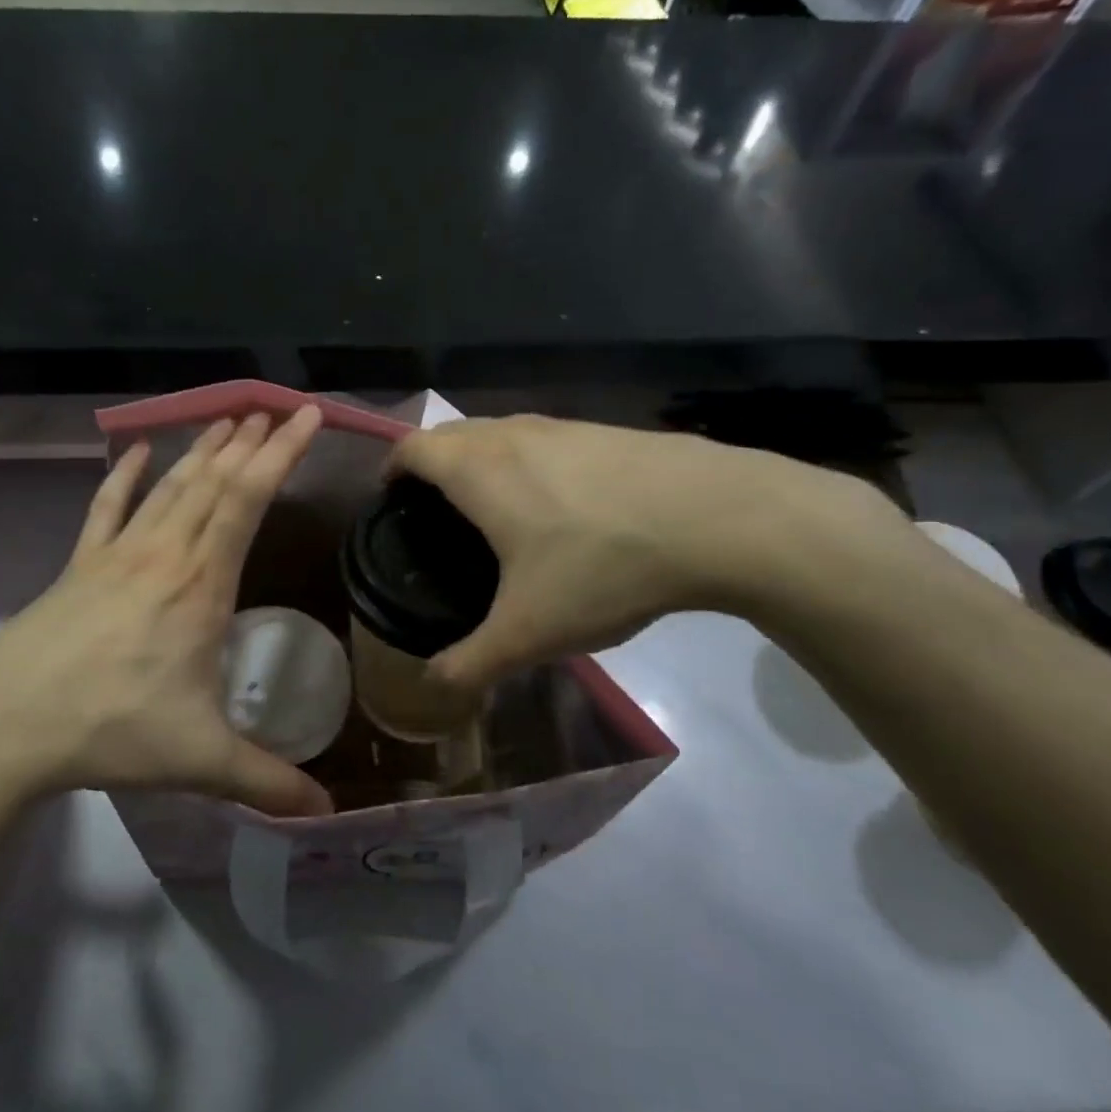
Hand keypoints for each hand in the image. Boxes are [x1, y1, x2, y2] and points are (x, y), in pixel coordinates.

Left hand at [0, 408, 333, 836]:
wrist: (2, 728)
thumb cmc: (110, 731)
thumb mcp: (199, 761)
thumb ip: (267, 783)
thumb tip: (326, 814)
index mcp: (200, 585)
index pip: (248, 499)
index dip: (281, 453)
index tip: (306, 416)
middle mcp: (162, 554)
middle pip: (213, 480)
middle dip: (250, 440)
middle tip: (276, 408)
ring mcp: (116, 555)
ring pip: (169, 486)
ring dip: (203, 449)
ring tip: (229, 418)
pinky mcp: (79, 566)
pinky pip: (106, 508)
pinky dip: (126, 476)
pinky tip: (137, 451)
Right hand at [388, 414, 909, 689]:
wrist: (720, 518)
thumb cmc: (604, 567)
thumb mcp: (530, 632)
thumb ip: (472, 662)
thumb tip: (434, 685)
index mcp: (478, 470)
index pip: (411, 448)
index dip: (389, 470)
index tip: (389, 503)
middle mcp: (513, 434)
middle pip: (451, 433)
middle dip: (430, 464)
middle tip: (434, 514)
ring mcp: (563, 426)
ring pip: (499, 432)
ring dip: (480, 459)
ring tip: (492, 510)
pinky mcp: (606, 430)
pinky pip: (543, 439)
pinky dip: (526, 461)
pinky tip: (559, 506)